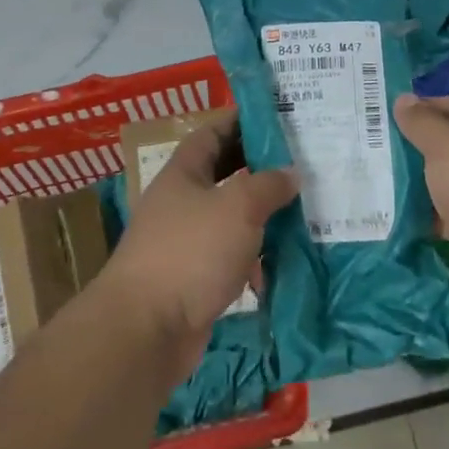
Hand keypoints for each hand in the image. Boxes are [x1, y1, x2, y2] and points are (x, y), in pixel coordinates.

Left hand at [100, 116, 298, 381]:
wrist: (145, 331)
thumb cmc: (191, 252)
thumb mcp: (238, 207)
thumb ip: (268, 185)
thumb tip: (290, 173)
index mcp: (184, 173)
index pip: (213, 133)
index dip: (242, 122)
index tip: (277, 118)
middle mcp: (182, 202)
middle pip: (224, 175)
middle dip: (259, 171)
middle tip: (300, 164)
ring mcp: (186, 243)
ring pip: (231, 219)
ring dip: (262, 217)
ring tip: (302, 213)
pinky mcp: (194, 280)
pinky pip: (230, 258)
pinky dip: (253, 260)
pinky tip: (280, 266)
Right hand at [394, 93, 448, 320]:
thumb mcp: (447, 146)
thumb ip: (422, 123)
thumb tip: (403, 99)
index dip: (423, 107)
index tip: (387, 115)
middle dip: (419, 148)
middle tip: (377, 149)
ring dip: (424, 185)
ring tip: (381, 183)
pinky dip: (433, 218)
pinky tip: (403, 220)